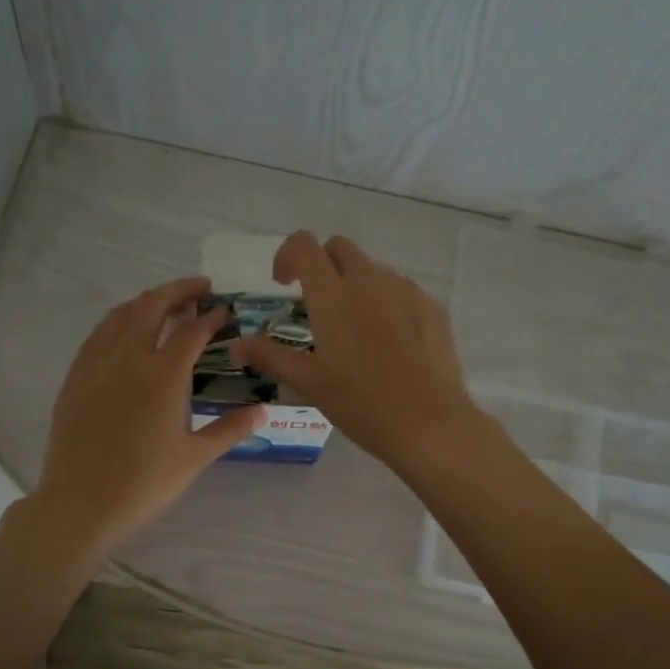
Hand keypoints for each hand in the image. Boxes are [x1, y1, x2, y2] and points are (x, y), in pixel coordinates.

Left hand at [31, 277, 261, 555]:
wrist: (80, 504)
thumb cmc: (144, 483)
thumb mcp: (194, 458)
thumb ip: (230, 429)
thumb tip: (262, 412)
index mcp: (163, 375)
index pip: (191, 331)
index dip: (211, 317)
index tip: (224, 310)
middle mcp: (128, 358)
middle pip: (152, 307)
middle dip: (178, 291)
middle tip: (199, 288)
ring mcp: (96, 365)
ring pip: (121, 315)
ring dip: (146, 301)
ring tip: (165, 303)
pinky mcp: (75, 378)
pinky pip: (98, 335)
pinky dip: (118, 321)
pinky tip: (124, 331)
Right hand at [229, 232, 480, 468]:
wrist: (427, 422)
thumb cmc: (360, 403)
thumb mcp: (309, 383)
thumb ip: (271, 357)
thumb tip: (237, 346)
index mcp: (332, 295)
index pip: (304, 246)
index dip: (287, 255)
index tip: (283, 284)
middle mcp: (369, 281)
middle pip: (340, 248)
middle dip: (323, 264)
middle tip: (317, 304)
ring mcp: (405, 291)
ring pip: (373, 269)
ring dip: (356, 285)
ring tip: (355, 329)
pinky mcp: (432, 307)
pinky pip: (402, 291)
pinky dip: (387, 303)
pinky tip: (390, 343)